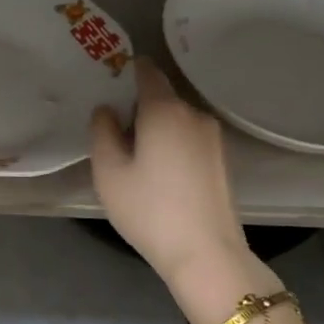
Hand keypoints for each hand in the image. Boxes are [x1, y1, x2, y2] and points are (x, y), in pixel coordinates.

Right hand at [89, 59, 261, 286]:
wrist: (206, 254)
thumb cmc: (149, 209)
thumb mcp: (108, 172)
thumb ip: (102, 132)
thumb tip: (107, 110)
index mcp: (164, 109)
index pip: (147, 72)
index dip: (127, 69)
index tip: (108, 80)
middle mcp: (194, 114)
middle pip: (161, 97)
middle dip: (137, 106)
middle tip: (112, 130)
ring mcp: (213, 138)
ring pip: (176, 120)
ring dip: (155, 128)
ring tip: (133, 156)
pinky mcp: (222, 160)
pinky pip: (189, 138)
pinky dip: (171, 144)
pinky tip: (158, 173)